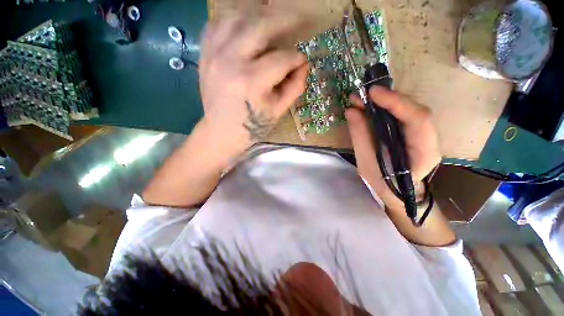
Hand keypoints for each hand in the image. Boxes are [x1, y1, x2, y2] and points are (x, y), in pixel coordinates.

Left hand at [198, 12, 307, 156]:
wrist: (221, 132)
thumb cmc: (252, 126)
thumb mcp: (278, 111)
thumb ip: (295, 86)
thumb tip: (303, 64)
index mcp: (252, 81)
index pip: (282, 58)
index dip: (296, 58)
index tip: (301, 61)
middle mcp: (231, 61)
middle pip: (260, 25)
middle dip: (284, 19)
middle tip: (297, 19)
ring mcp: (214, 54)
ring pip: (236, 16)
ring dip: (258, 14)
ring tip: (272, 18)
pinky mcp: (205, 54)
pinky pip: (217, 23)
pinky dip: (233, 19)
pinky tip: (245, 25)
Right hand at [347, 86, 440, 212]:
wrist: (398, 191)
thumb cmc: (383, 183)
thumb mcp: (366, 164)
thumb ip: (360, 137)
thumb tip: (351, 111)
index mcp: (424, 152)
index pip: (418, 119)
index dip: (396, 102)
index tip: (372, 93)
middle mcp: (427, 138)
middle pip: (413, 109)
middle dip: (387, 99)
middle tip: (361, 94)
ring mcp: (420, 132)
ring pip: (405, 109)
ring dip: (382, 101)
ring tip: (359, 99)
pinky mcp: (410, 130)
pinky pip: (398, 114)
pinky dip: (382, 107)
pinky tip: (367, 105)